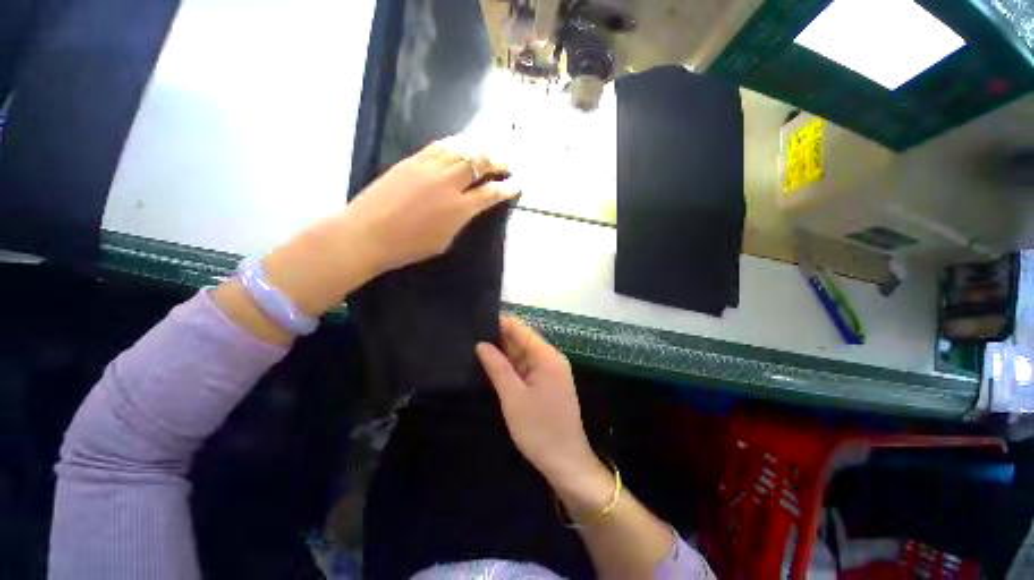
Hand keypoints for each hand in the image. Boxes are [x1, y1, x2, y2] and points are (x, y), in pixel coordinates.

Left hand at [343, 137, 517, 273]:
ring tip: (487, 152)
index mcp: (459, 209)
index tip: (517, 185)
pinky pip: (439, 146)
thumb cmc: (408, 247)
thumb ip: (460, 220)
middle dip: (497, 162)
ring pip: (461, 150)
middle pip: (479, 164)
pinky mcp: (412, 160)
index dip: (507, 189)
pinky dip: (455, 144)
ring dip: (479, 150)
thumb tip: (468, 207)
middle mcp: (448, 183)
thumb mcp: (444, 240)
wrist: (367, 234)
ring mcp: (429, 167)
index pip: (491, 193)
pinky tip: (460, 145)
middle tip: (506, 164)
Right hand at [476, 316, 598, 485]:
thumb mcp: (513, 397)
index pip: (521, 330)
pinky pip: (526, 368)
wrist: (566, 464)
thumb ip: (497, 367)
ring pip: (523, 354)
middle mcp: (551, 359)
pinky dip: (511, 366)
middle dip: (499, 337)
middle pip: (523, 340)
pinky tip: (492, 365)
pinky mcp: (547, 384)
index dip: (500, 323)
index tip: (477, 319)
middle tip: (470, 334)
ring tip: (475, 346)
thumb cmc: (540, 430)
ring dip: (503, 352)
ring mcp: (550, 372)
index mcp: (547, 357)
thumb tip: (481, 344)